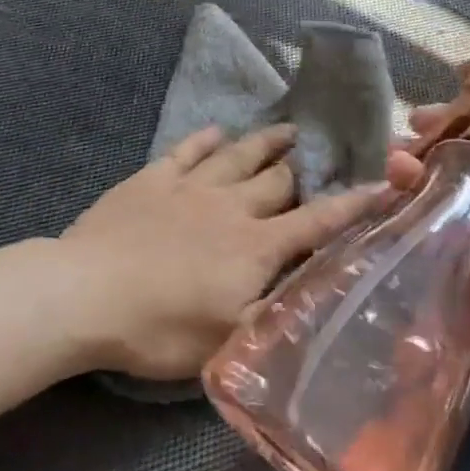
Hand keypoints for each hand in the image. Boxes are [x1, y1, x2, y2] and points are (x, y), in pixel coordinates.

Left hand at [60, 124, 390, 379]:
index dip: (354, 205)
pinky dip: (205, 138)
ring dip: (265, 141)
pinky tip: (217, 130)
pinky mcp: (152, 178)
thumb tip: (316, 299)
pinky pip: (187, 149)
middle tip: (322, 152)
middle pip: (278, 180)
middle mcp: (231, 206)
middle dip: (306, 167)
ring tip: (287, 128)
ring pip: (238, 154)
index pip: (317, 221)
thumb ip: (275, 316)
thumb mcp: (227, 342)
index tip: (384, 185)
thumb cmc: (158, 328)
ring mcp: (189, 187)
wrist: (85, 294)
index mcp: (256, 246)